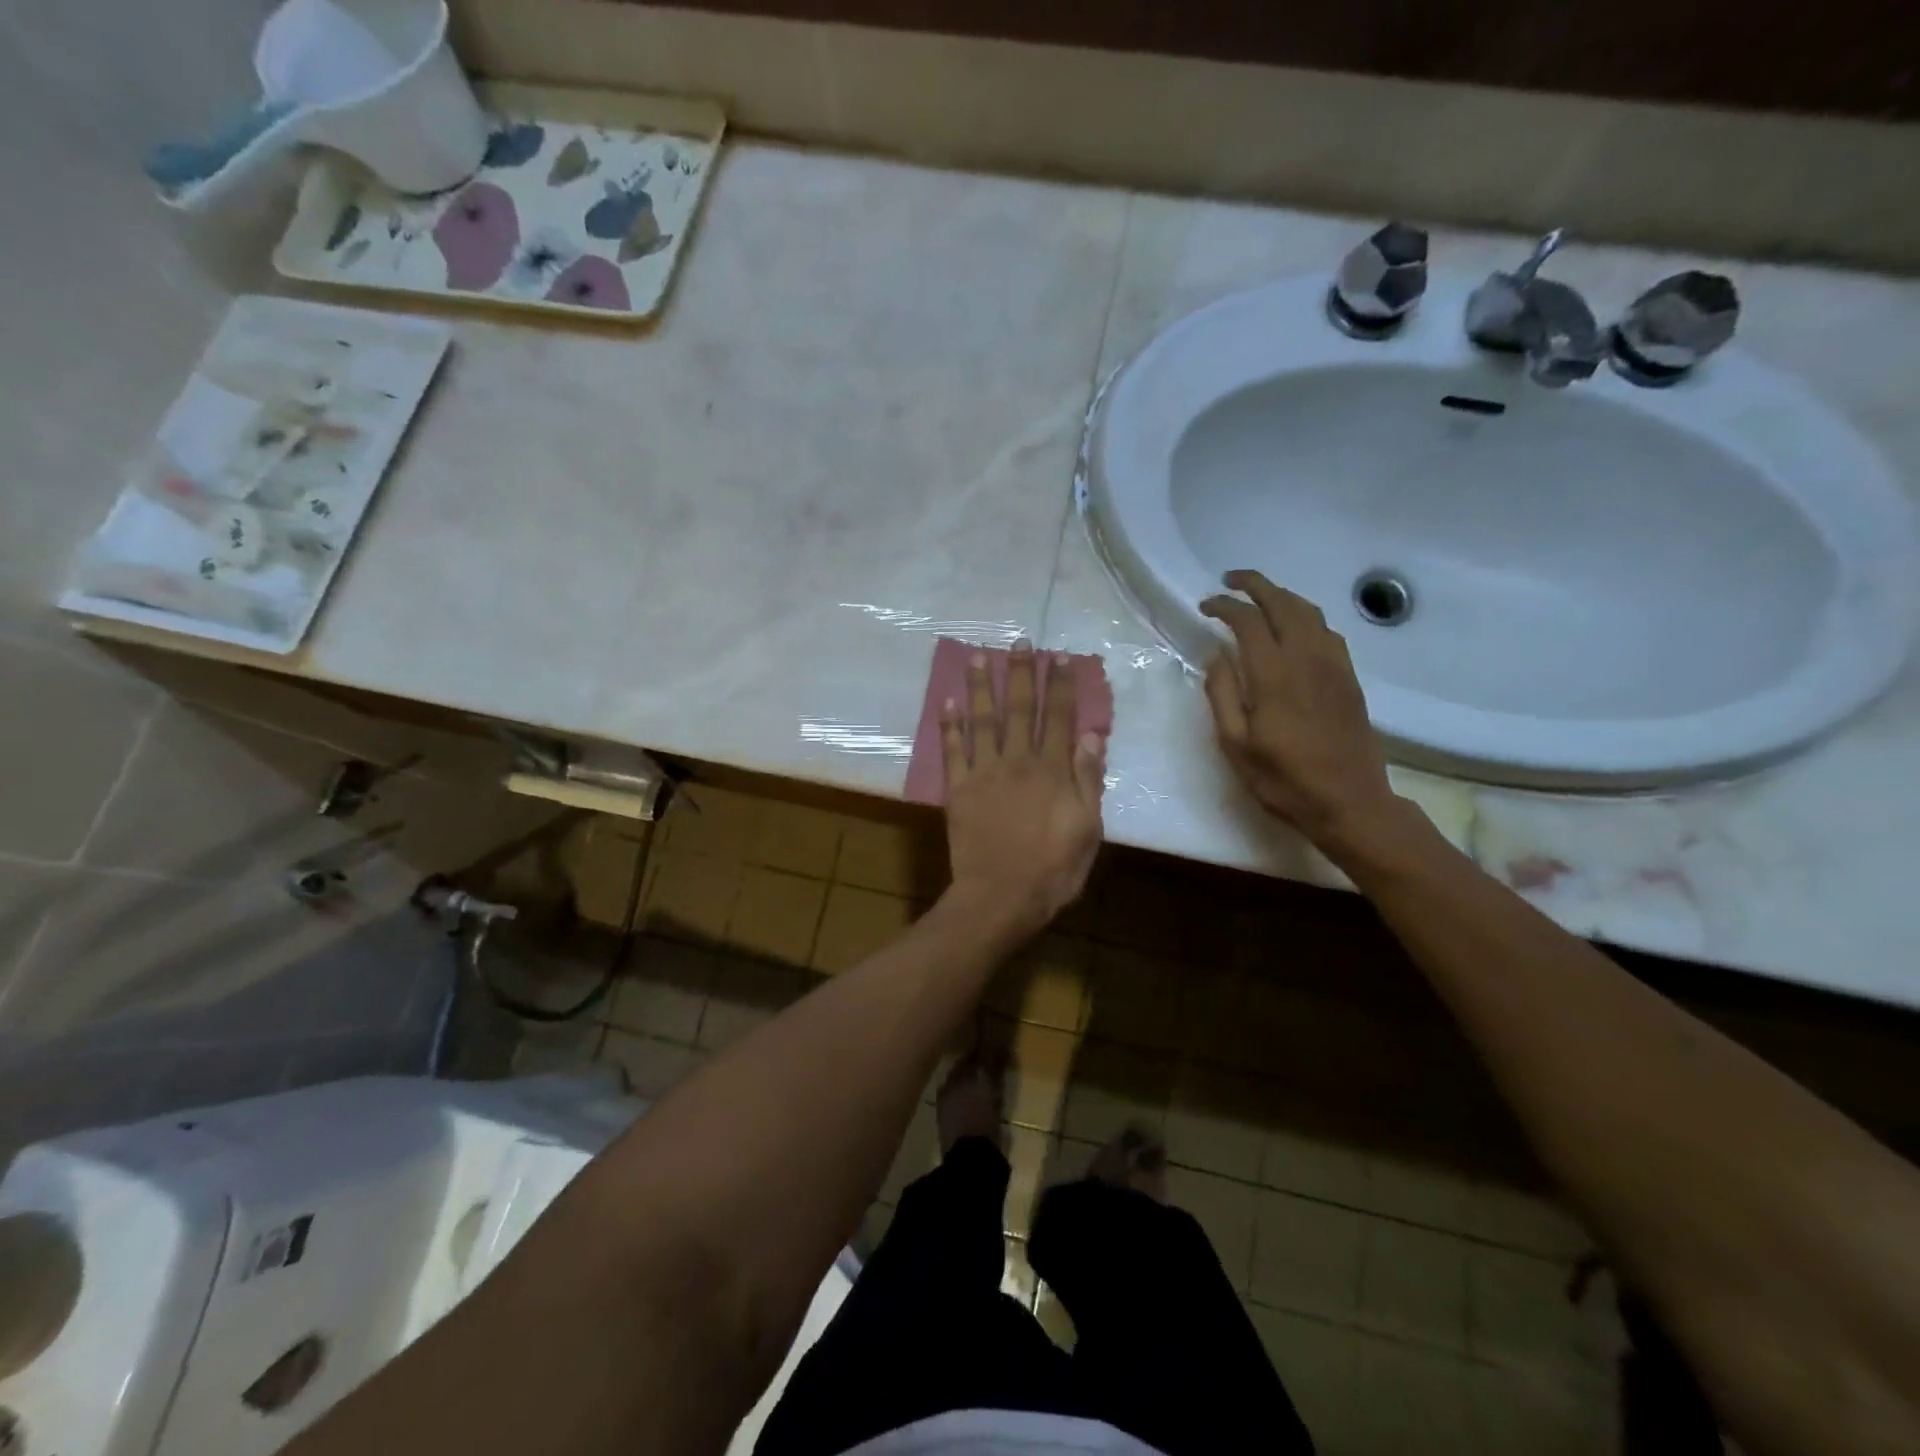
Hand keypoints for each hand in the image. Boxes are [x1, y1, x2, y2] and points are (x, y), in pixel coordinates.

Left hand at [940, 642, 1104, 937]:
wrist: (1000, 897)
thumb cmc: (1053, 870)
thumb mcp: (1087, 829)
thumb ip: (1087, 780)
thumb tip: (1090, 735)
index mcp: (1053, 771)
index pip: (1059, 717)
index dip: (1060, 685)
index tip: (1059, 657)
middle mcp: (1017, 761)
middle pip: (1020, 709)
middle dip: (1022, 673)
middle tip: (1020, 642)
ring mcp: (984, 773)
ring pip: (983, 720)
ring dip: (983, 686)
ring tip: (981, 656)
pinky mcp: (958, 789)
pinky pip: (953, 750)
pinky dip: (950, 725)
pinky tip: (949, 701)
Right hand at [1200, 570, 1402, 858]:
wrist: (1350, 803)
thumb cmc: (1284, 780)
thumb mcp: (1236, 745)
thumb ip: (1222, 695)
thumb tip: (1216, 655)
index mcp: (1274, 675)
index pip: (1247, 620)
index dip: (1224, 606)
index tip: (1205, 606)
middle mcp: (1307, 658)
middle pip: (1282, 603)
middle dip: (1255, 585)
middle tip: (1230, 581)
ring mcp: (1334, 665)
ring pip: (1309, 612)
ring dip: (1281, 596)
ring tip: (1259, 598)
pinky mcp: (1349, 677)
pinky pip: (1327, 630)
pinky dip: (1305, 616)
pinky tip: (1294, 629)